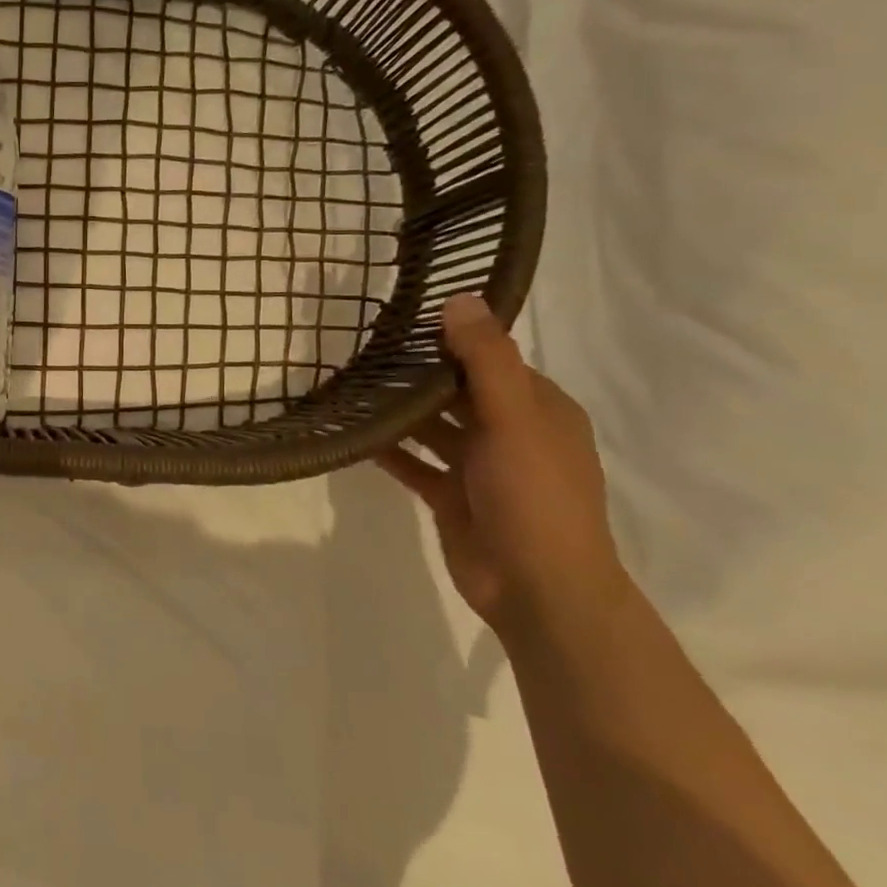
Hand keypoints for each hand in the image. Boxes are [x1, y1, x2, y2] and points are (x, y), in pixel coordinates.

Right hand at [376, 295, 625, 633]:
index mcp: (538, 409)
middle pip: (457, 391)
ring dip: (398, 411)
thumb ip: (486, 360)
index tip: (402, 319)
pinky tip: (352, 434)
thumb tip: (459, 299)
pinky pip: (413, 463)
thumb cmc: (534, 495)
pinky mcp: (451, 495)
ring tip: (348, 385)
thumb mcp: (515, 419)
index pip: (491, 359)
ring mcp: (479, 466)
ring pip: (432, 427)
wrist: (537, 587)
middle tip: (360, 348)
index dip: (452, 338)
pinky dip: (388, 450)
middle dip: (416, 373)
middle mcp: (510, 432)